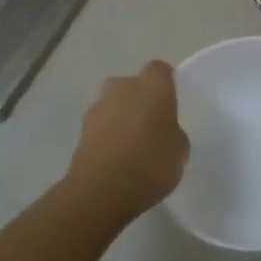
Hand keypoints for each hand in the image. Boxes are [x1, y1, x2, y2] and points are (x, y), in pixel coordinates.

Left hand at [66, 61, 189, 220]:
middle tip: (150, 123)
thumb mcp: (179, 152)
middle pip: (132, 85)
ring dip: (120, 117)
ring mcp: (98, 107)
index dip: (165, 82)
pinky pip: (101, 125)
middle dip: (139, 98)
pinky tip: (116, 157)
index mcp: (153, 86)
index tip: (170, 100)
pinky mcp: (81, 130)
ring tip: (132, 144)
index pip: (159, 70)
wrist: (102, 189)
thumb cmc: (151, 164)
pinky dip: (107, 135)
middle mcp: (123, 88)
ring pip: (113, 104)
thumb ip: (174, 134)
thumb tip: (165, 132)